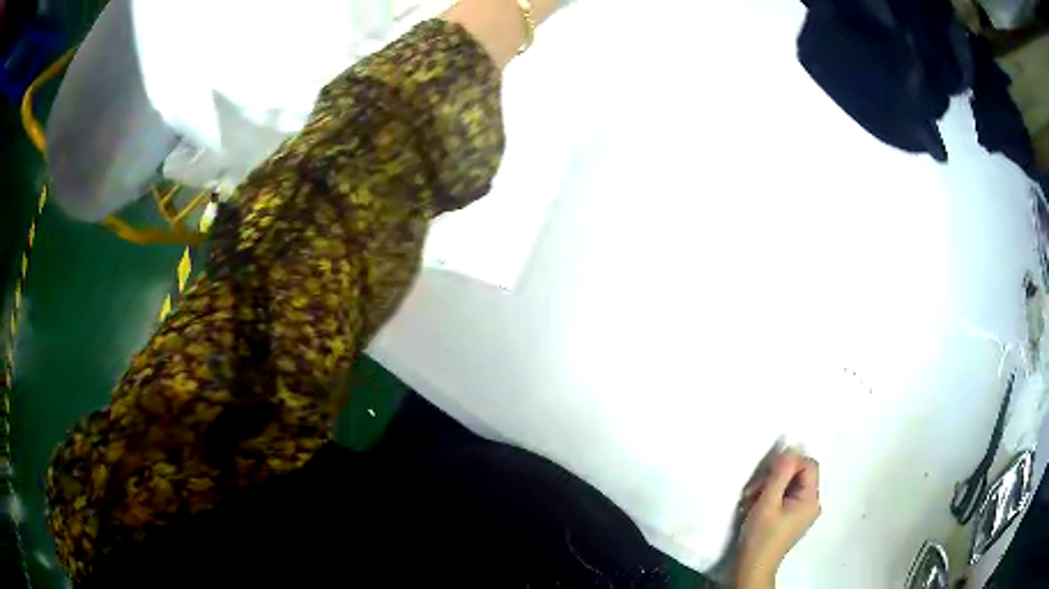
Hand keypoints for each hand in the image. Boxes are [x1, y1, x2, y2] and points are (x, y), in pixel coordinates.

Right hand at [735, 449, 820, 587]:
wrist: (752, 567)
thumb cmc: (760, 536)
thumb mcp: (768, 502)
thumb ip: (780, 473)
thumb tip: (790, 447)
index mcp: (811, 499)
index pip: (808, 465)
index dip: (789, 462)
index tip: (766, 473)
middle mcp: (811, 502)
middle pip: (798, 474)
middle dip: (774, 477)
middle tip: (753, 489)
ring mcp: (802, 510)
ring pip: (789, 484)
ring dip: (768, 487)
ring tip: (750, 500)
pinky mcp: (791, 516)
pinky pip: (785, 495)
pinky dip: (770, 496)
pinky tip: (755, 505)